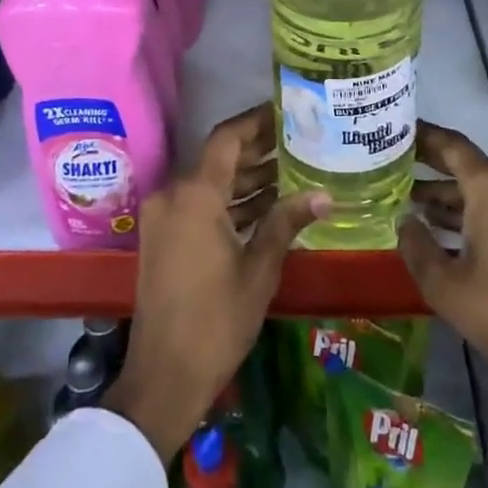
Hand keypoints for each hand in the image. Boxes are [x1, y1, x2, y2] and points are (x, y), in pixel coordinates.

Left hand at [105, 105, 327, 460]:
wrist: (163, 377)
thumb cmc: (216, 321)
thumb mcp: (259, 269)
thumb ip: (286, 222)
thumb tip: (325, 194)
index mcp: (195, 195)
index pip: (227, 138)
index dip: (256, 121)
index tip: (287, 110)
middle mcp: (173, 195)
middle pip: (218, 158)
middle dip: (257, 149)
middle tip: (299, 140)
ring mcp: (164, 217)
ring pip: (209, 182)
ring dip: (245, 178)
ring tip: (291, 170)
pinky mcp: (163, 237)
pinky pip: (199, 204)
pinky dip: (228, 202)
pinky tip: (265, 206)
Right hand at [397, 122, 487, 487]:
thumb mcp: (445, 285)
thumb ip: (417, 246)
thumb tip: (403, 221)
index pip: (451, 145)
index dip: (422, 135)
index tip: (394, 130)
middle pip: (466, 165)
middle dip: (429, 165)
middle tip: (392, 163)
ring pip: (481, 191)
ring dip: (447, 195)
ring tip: (408, 201)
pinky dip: (468, 214)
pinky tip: (442, 233)